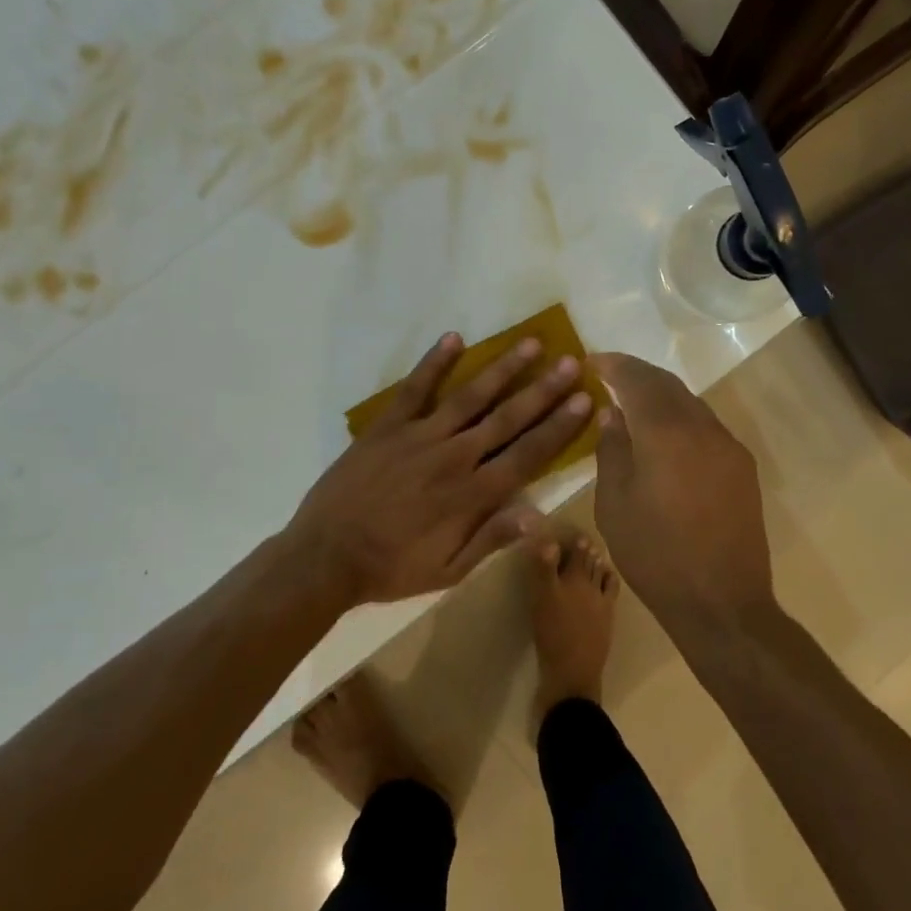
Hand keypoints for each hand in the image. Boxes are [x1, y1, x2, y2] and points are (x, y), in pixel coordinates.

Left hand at [286, 333, 592, 606]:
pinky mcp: (388, 426)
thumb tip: (539, 516)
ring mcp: (419, 437)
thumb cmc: (392, 567)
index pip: (527, 454)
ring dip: (503, 369)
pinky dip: (434, 363)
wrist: (325, 556)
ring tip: (531, 343)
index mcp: (472, 495)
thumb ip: (492, 539)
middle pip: (507, 418)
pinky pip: (415, 389)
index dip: (558, 427)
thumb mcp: (448, 572)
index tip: (585, 401)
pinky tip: (454, 338)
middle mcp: (454, 457)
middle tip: (571, 362)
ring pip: (471, 396)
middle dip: (543, 390)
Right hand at [590, 353, 774, 634]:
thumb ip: (612, 449)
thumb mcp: (614, 504)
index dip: (614, 365)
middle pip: (668, 384)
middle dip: (638, 374)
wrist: (722, 602)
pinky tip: (665, 436)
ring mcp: (728, 445)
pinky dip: (681, 418)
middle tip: (610, 375)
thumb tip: (613, 413)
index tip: (592, 360)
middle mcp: (702, 427)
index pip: (637, 379)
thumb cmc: (655, 555)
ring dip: (662, 395)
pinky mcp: (742, 466)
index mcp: (666, 432)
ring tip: (634, 404)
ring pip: (690, 403)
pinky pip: (706, 426)